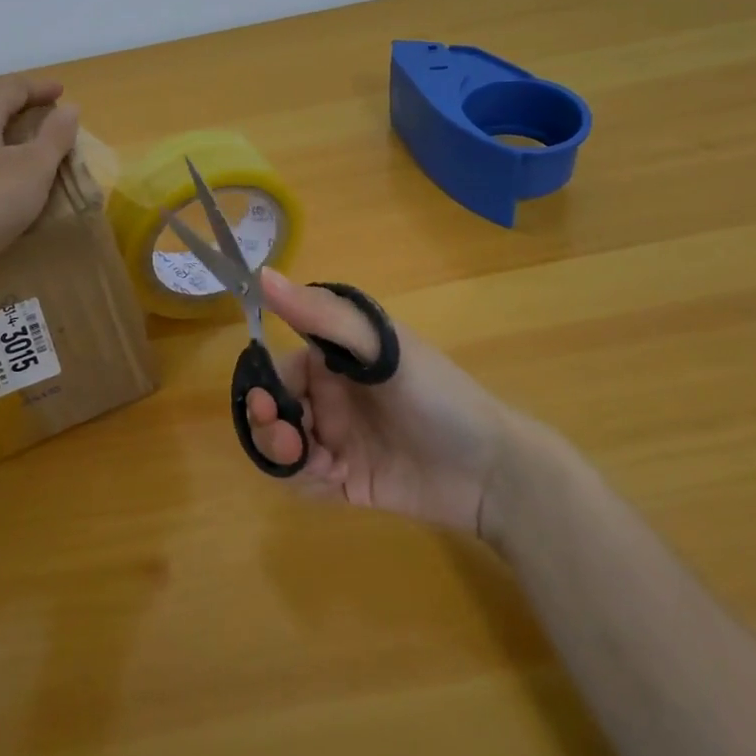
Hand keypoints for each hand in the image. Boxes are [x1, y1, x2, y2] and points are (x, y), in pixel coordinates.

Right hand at [244, 270, 522, 542]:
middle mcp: (329, 395)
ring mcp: (336, 438)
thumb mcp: (382, 347)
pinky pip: (304, 480)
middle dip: (268, 423)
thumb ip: (322, 315)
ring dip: (284, 453)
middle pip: (273, 408)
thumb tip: (263, 275)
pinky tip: (335, 479)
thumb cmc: (438, 395)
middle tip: (288, 441)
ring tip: (316, 463)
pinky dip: (306, 479)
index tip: (267, 402)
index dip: (265, 384)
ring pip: (282, 445)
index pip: (279, 367)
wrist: (492, 471)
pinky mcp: (345, 479)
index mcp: (334, 358)